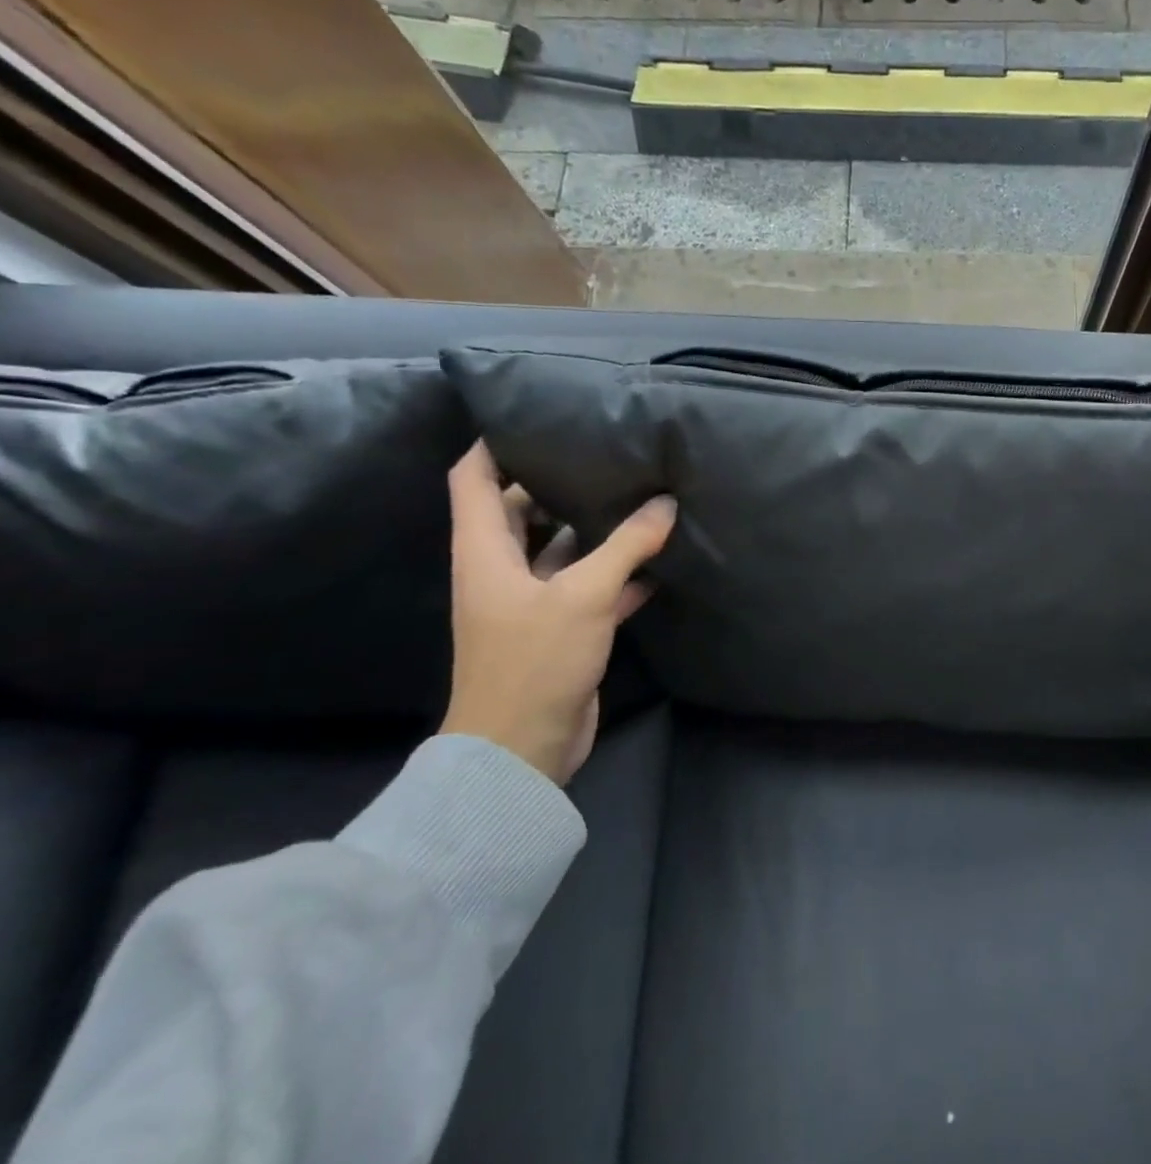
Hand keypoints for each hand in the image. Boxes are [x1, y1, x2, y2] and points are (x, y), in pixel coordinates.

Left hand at [439, 442, 676, 783]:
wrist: (521, 747)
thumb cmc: (534, 660)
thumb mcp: (583, 595)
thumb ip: (626, 546)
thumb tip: (665, 504)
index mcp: (484, 551)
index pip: (472, 479)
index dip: (493, 444)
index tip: (534, 416)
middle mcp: (502, 569)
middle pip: (522, 509)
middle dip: (557, 481)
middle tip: (605, 453)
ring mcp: (532, 600)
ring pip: (561, 548)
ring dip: (595, 528)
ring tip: (639, 496)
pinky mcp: (561, 628)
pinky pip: (590, 585)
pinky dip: (619, 572)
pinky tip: (658, 558)